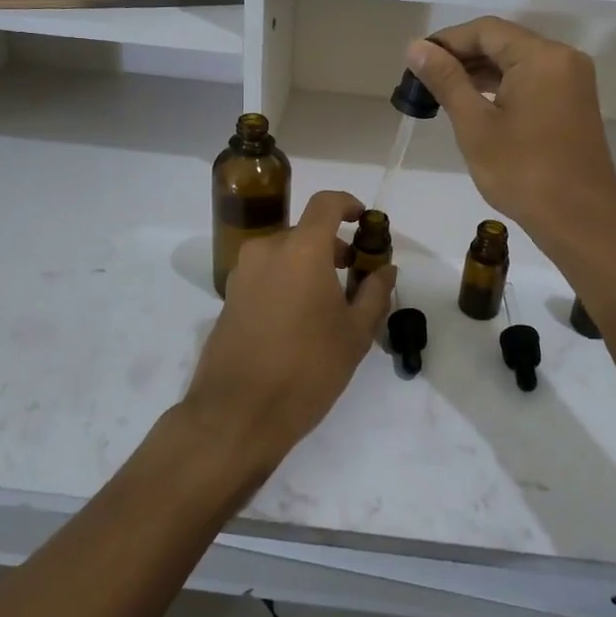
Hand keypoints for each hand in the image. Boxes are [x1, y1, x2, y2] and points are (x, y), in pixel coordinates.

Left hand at [179, 190, 395, 481]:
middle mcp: (267, 250)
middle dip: (332, 246)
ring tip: (330, 302)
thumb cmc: (307, 368)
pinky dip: (287, 280)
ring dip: (309, 264)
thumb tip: (386, 269)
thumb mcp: (354, 334)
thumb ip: (375, 293)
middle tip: (356, 275)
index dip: (348, 204)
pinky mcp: (229, 296)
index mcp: (301, 249)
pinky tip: (300, 319)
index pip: (326, 203)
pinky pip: (266, 274)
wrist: (237, 413)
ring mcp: (243, 272)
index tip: (364, 221)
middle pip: (305, 232)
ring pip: (284, 254)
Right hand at [405, 18, 615, 253]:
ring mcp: (572, 81)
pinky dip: (502, 86)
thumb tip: (417, 47)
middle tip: (423, 79)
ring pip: (517, 61)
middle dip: (462, 57)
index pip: (485, 30)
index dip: (446, 41)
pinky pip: (532, 79)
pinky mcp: (574, 102)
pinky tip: (475, 103)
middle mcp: (562, 58)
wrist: (580, 219)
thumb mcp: (475, 124)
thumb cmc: (523, 171)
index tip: (415, 62)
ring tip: (442, 92)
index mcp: (541, 56)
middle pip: (503, 42)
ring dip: (480, 72)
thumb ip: (446, 80)